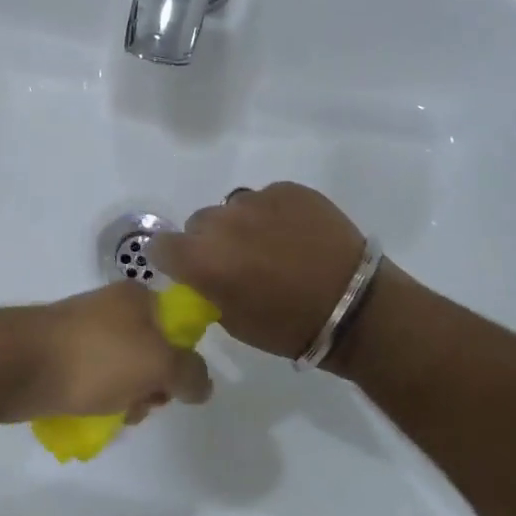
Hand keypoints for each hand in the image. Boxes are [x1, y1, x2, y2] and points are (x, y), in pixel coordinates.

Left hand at [0, 284, 212, 423]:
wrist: (15, 363)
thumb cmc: (94, 357)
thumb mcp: (157, 364)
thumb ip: (190, 374)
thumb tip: (202, 384)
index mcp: (138, 297)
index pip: (179, 327)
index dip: (181, 360)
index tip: (169, 385)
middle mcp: (111, 307)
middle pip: (151, 353)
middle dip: (150, 386)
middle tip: (137, 404)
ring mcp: (83, 330)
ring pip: (121, 371)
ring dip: (123, 398)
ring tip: (107, 415)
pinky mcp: (59, 353)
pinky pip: (91, 379)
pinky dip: (94, 399)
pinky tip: (86, 415)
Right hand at [148, 183, 365, 361]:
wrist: (355, 308)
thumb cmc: (289, 327)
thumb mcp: (233, 321)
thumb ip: (207, 288)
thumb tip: (204, 274)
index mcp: (202, 258)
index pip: (161, 245)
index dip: (173, 258)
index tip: (188, 269)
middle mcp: (222, 222)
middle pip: (199, 223)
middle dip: (211, 241)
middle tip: (239, 262)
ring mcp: (256, 200)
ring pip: (233, 208)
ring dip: (242, 225)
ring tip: (272, 247)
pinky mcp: (288, 189)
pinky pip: (266, 198)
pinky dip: (273, 215)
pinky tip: (296, 236)